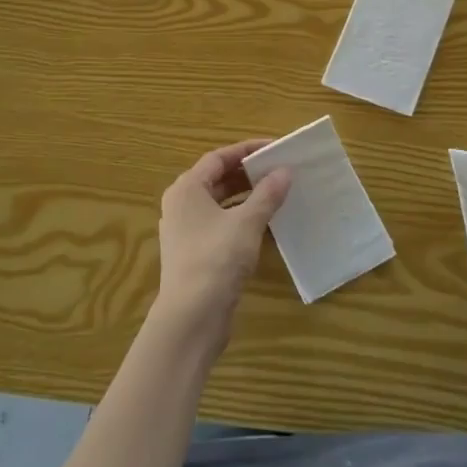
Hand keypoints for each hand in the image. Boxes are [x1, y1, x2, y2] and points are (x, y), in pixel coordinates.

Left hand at [152, 141, 290, 349]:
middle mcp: (181, 205)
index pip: (218, 157)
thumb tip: (285, 171)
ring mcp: (186, 231)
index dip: (246, 150)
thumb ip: (267, 194)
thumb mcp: (247, 222)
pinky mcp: (195, 253)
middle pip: (217, 179)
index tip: (275, 148)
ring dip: (247, 196)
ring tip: (277, 193)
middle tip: (279, 169)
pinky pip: (220, 224)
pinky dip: (241, 218)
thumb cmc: (216, 259)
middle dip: (248, 173)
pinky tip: (265, 224)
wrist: (191, 317)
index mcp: (187, 189)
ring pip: (220, 203)